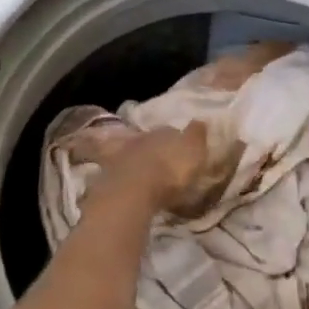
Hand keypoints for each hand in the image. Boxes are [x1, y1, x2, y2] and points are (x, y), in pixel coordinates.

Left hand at [73, 121, 237, 217]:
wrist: (132, 190)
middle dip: (156, 149)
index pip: (172, 131)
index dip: (177, 140)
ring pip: (132, 153)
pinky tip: (128, 182)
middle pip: (151, 141)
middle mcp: (142, 137)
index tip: (181, 150)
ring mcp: (122, 154)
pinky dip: (123, 173)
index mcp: (165, 132)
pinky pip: (117, 170)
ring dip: (138, 161)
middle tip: (162, 161)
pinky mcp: (108, 173)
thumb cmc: (171, 172)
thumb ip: (197, 136)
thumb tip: (201, 118)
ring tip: (146, 174)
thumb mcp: (194, 152)